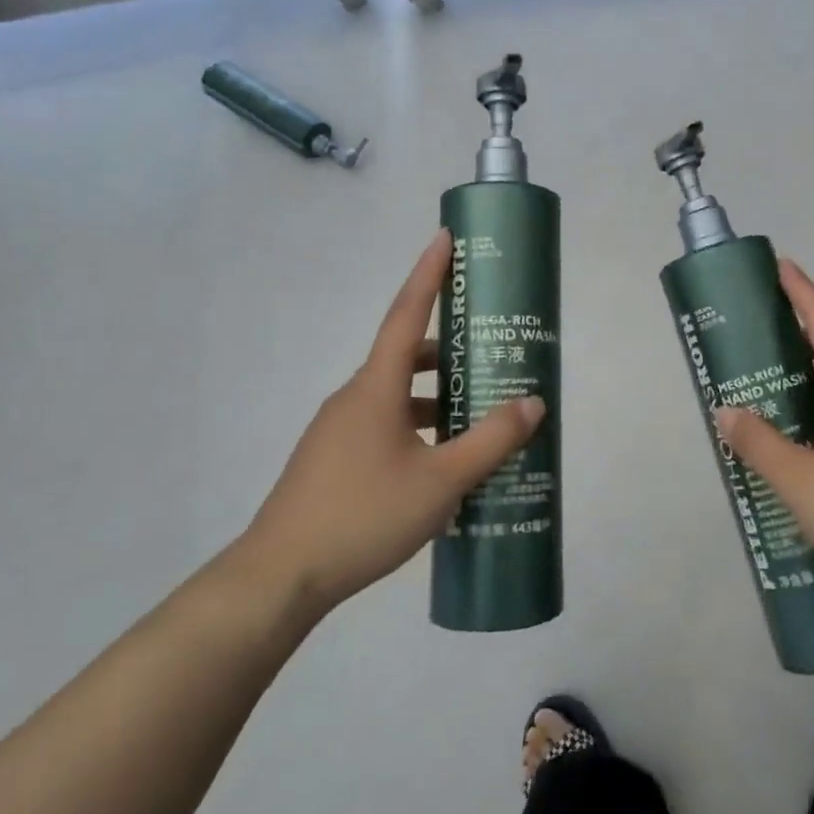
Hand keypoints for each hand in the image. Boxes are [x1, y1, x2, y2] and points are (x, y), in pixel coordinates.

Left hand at [237, 229, 544, 619]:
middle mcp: (354, 397)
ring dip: (434, 398)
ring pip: (396, 397)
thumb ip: (491, 440)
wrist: (279, 576)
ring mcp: (338, 430)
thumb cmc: (364, 515)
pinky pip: (383, 426)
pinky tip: (441, 466)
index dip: (428, 273)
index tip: (444, 237)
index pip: (405, 313)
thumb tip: (533, 403)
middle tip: (487, 354)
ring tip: (476, 420)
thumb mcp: (441, 480)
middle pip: (405, 357)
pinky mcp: (332, 460)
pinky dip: (416, 428)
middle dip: (446, 351)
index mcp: (375, 388)